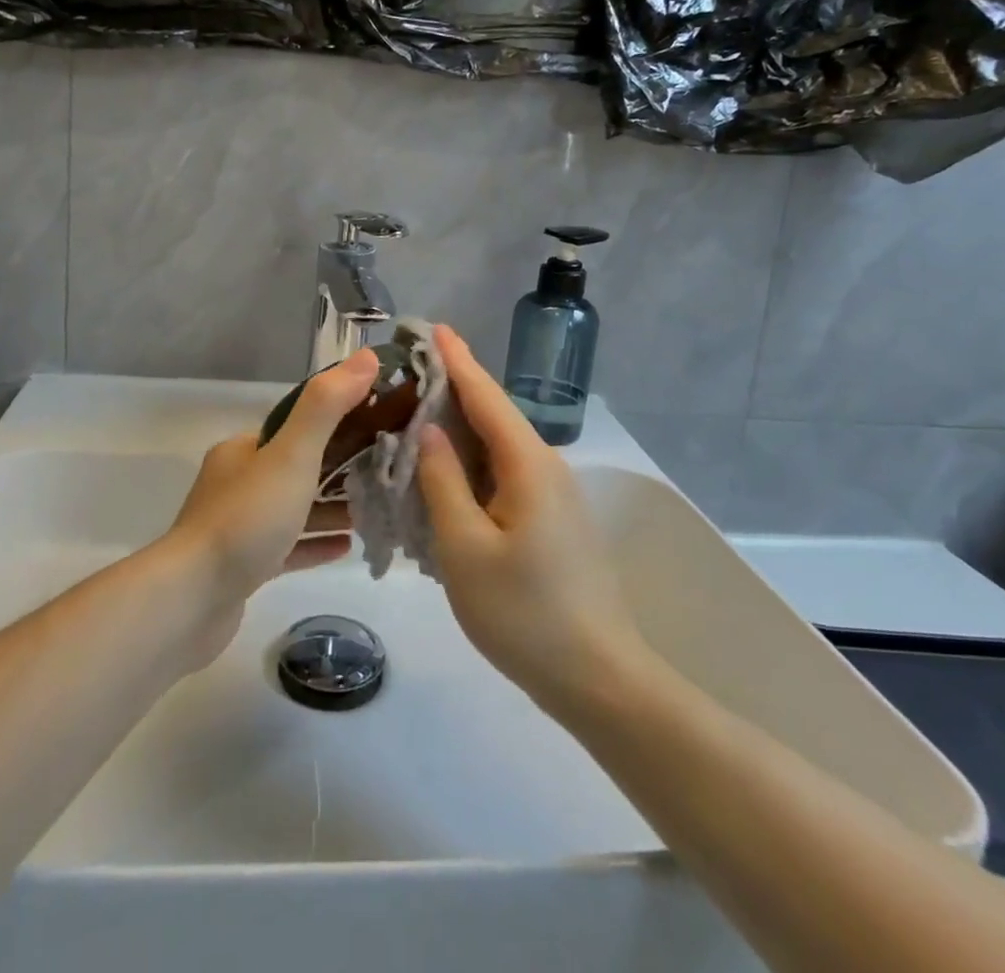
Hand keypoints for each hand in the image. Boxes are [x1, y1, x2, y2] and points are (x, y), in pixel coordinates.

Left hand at [163, 349, 380, 660]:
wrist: (191, 601)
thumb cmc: (246, 519)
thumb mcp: (292, 454)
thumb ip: (327, 406)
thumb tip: (367, 357)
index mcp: (244, 450)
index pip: (298, 425)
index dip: (341, 422)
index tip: (380, 426)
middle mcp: (238, 481)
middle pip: (299, 466)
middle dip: (342, 468)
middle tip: (386, 471)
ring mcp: (238, 526)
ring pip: (295, 508)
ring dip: (332, 507)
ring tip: (376, 508)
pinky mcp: (243, 567)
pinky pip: (289, 546)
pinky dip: (317, 542)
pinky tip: (348, 546)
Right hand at [419, 325, 648, 710]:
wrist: (597, 678)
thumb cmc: (524, 613)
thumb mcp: (465, 547)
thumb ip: (442, 481)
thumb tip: (428, 430)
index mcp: (527, 463)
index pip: (485, 395)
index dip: (456, 359)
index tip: (433, 327)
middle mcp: (545, 467)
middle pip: (493, 415)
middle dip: (453, 388)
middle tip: (408, 371)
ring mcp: (552, 495)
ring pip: (497, 446)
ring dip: (459, 428)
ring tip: (416, 414)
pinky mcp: (551, 520)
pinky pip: (503, 474)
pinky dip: (471, 463)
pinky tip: (444, 473)